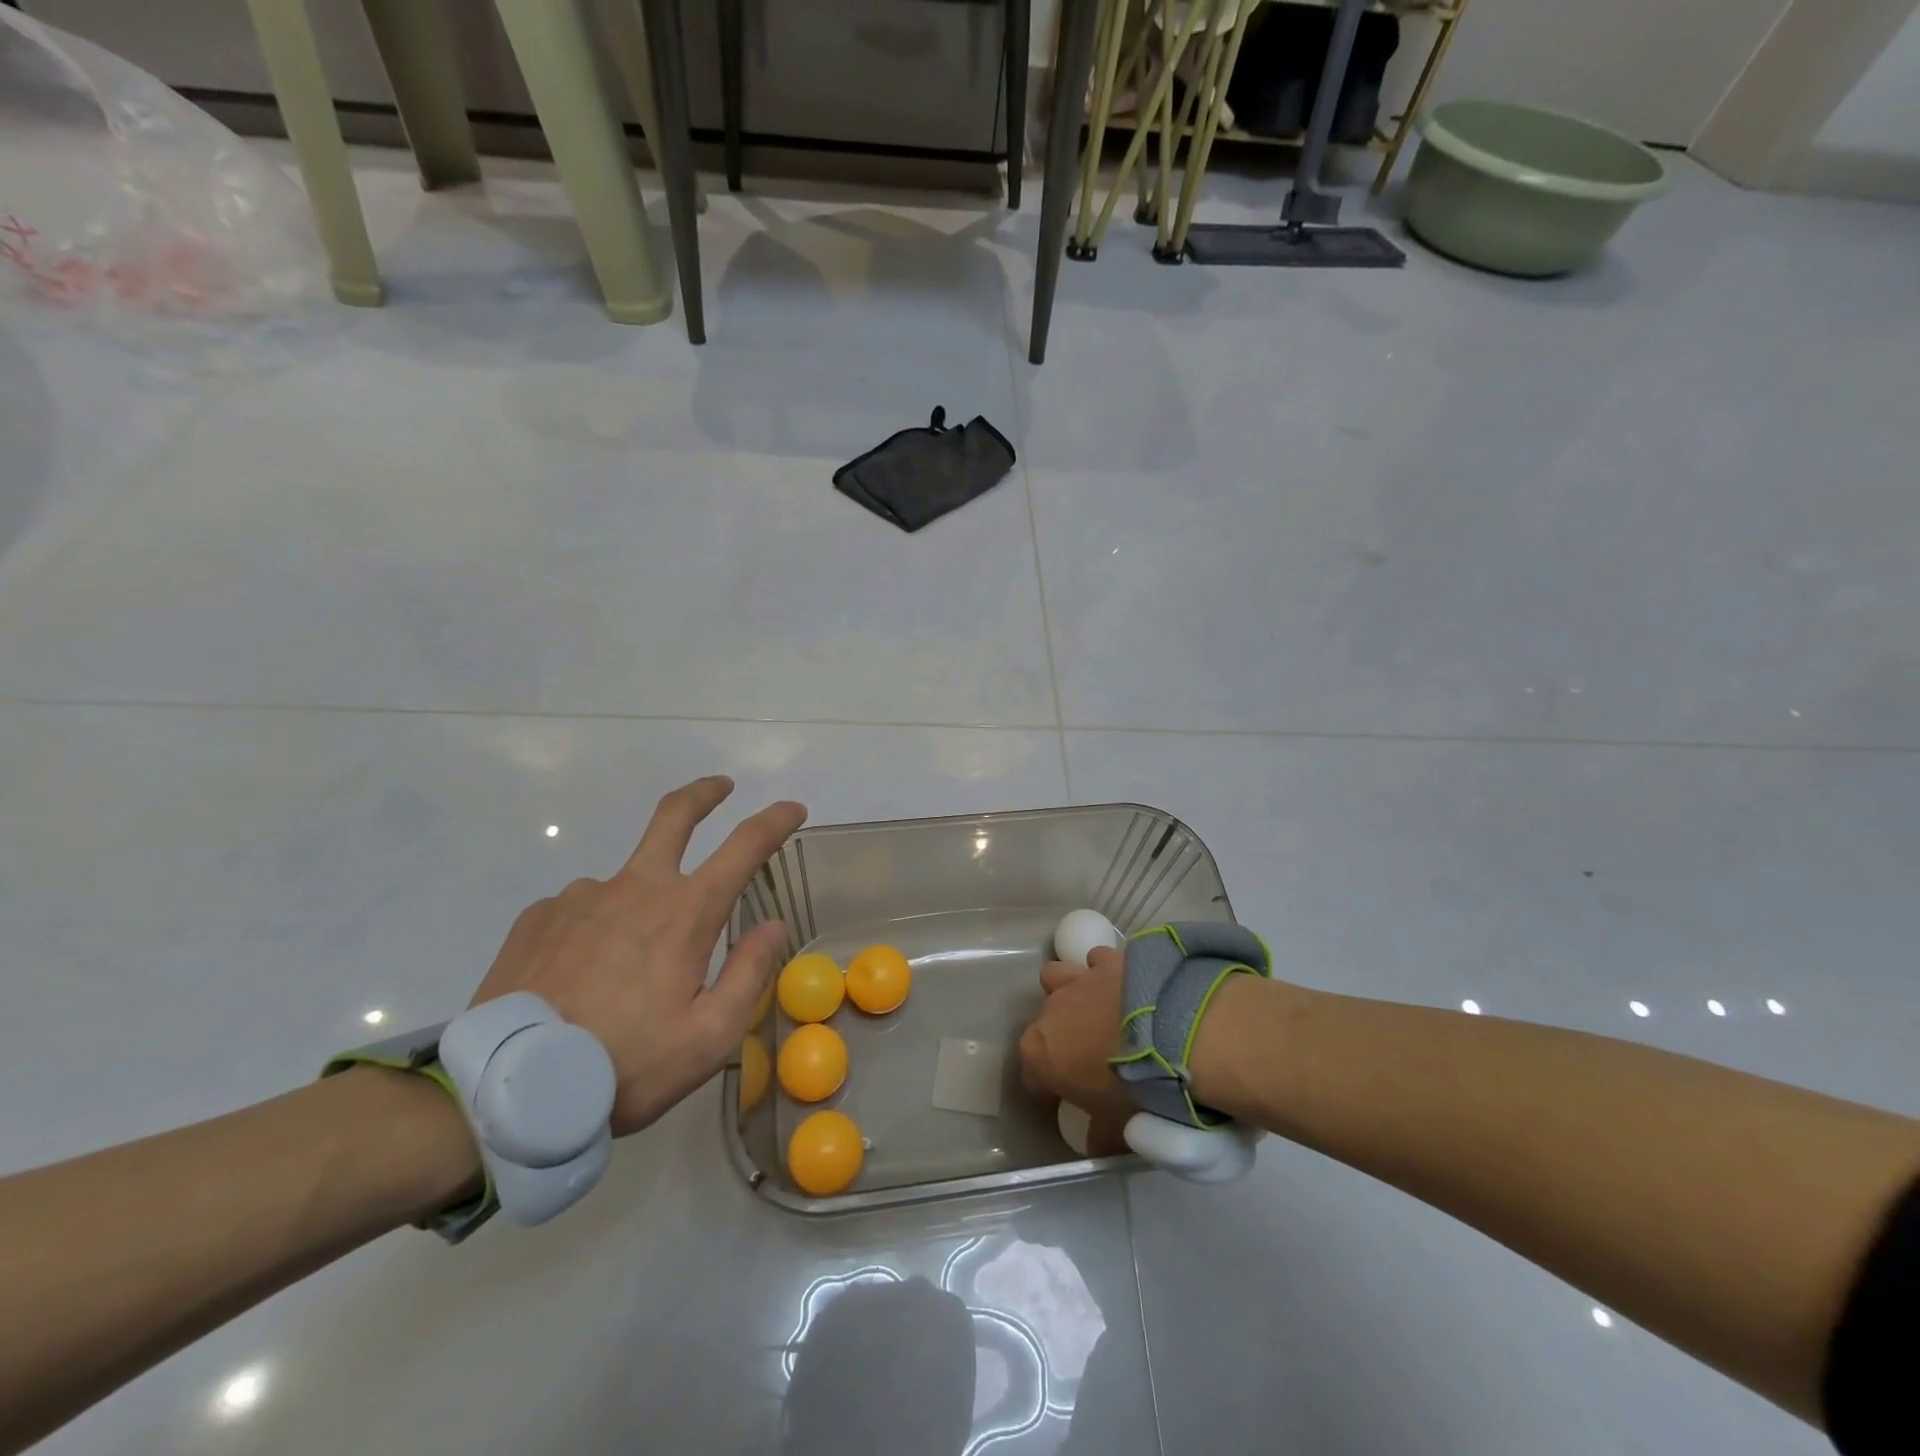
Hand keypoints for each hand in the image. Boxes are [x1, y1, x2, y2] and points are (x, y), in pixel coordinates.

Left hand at [471, 776, 805, 1135]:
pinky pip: (581, 909)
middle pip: (674, 816)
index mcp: (685, 913)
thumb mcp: (709, 1036)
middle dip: (704, 794)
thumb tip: (773, 924)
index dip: (775, 821)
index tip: (793, 808)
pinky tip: (582, 975)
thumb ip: (749, 972)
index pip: (744, 846)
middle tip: (721, 786)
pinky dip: (596, 928)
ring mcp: (580, 898)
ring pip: (626, 883)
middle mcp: (634, 888)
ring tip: (625, 973)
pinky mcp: (538, 918)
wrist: (507, 1094)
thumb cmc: (625, 1066)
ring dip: (641, 905)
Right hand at [1018, 946, 1136, 1155]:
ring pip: (1057, 976)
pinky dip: (1106, 971)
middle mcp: (1051, 1011)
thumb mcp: (1118, 1127)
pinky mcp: (1109, 958)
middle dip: (1059, 1035)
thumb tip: (1097, 1142)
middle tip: (1089, 1055)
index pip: (1031, 1076)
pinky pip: (1097, 960)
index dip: (1048, 1089)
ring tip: (1097, 1009)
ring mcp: (1079, 979)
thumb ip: (1100, 1134)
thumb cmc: (1137, 1088)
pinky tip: (1126, 984)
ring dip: (1070, 991)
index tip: (1069, 1099)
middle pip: (1043, 1022)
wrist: (1176, 1033)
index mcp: (1040, 1054)